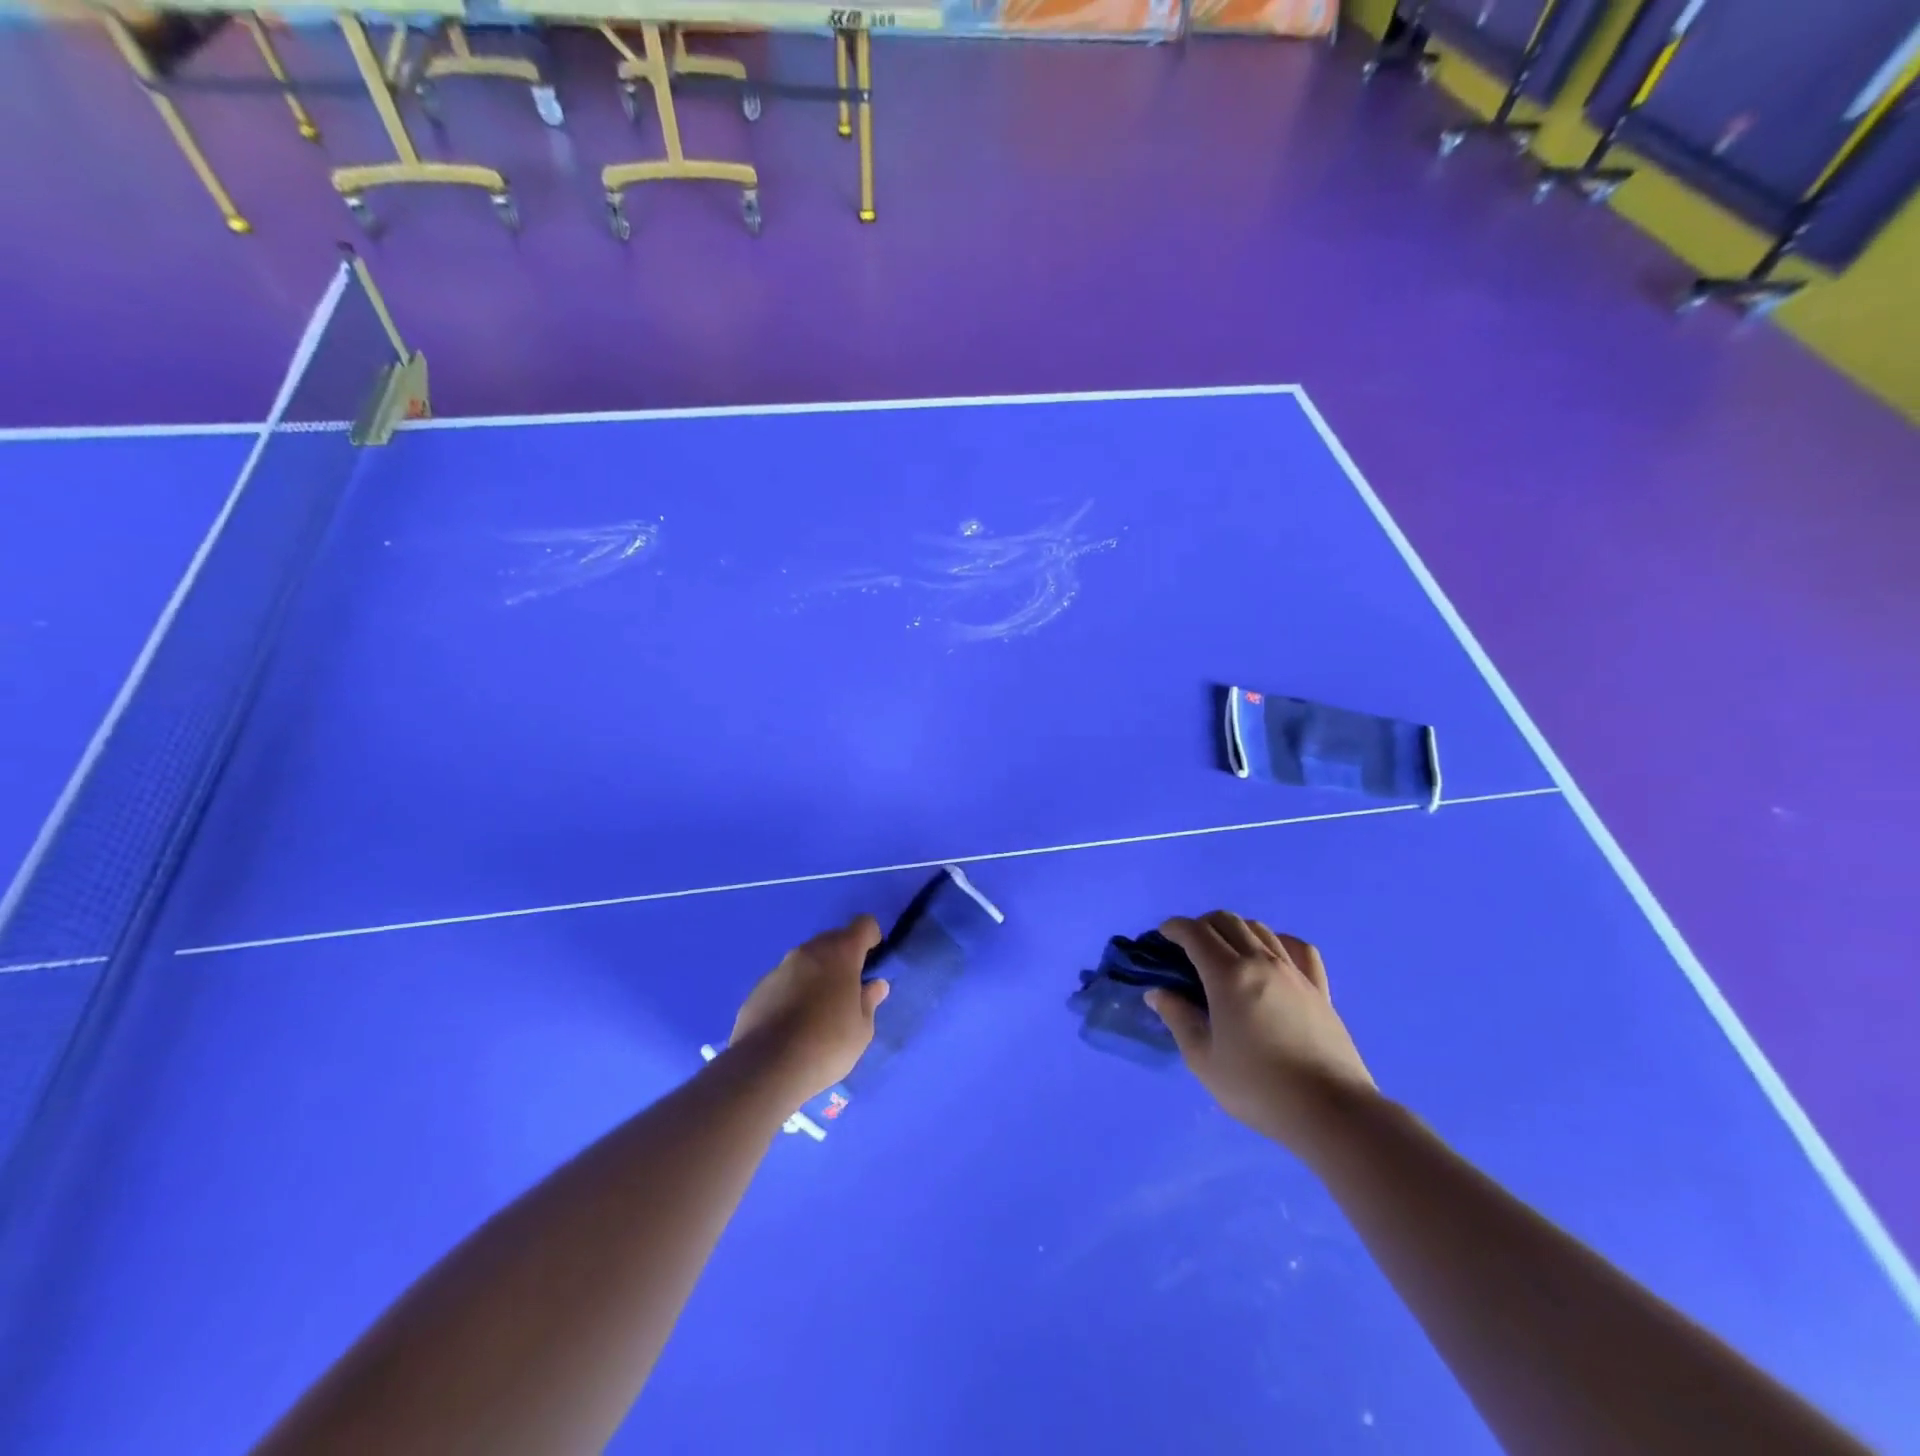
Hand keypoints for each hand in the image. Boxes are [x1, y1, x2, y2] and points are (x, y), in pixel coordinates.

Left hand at [729, 917, 890, 1104]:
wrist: (767, 1069)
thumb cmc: (827, 1045)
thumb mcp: (862, 1029)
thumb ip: (869, 1001)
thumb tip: (875, 985)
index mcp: (840, 954)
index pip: (863, 925)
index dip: (871, 937)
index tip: (872, 960)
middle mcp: (808, 952)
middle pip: (832, 940)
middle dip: (842, 958)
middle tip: (847, 991)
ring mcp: (779, 968)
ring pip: (805, 961)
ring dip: (815, 975)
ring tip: (817, 1011)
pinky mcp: (758, 989)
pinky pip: (783, 982)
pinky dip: (792, 992)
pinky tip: (791, 1024)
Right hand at [1148, 911, 1375, 1155]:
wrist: (1331, 1111)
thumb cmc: (1258, 1088)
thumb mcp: (1203, 1059)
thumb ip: (1178, 1019)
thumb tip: (1159, 993)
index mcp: (1228, 975)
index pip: (1195, 933)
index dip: (1174, 927)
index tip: (1163, 935)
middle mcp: (1261, 962)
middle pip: (1228, 921)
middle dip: (1202, 924)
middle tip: (1189, 945)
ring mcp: (1295, 972)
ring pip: (1261, 929)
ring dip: (1236, 930)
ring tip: (1226, 951)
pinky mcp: (1320, 989)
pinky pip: (1299, 948)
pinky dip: (1279, 941)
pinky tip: (1273, 956)